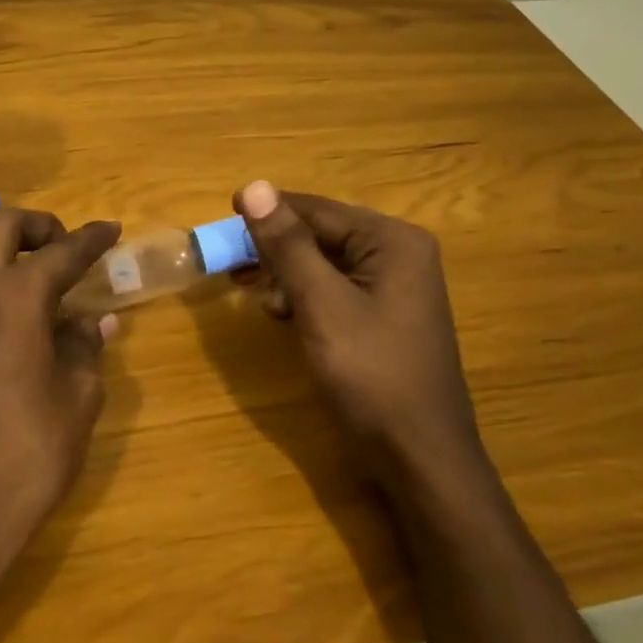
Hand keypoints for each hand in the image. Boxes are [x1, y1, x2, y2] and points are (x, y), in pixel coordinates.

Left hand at [0, 207, 121, 606]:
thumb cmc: (27, 455)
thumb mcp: (77, 399)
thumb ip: (85, 347)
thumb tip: (93, 321)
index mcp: (13, 298)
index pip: (60, 252)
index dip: (91, 239)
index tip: (111, 230)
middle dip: (38, 226)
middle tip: (67, 251)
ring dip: (10, 259)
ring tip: (47, 296)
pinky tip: (14, 333)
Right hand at [232, 181, 485, 495]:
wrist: (420, 458)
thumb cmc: (372, 375)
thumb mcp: (322, 305)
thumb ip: (287, 245)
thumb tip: (254, 185)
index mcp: (392, 241)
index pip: (317, 209)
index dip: (268, 212)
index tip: (222, 216)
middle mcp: (398, 254)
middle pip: (321, 234)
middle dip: (276, 250)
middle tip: (233, 268)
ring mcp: (394, 287)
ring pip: (324, 263)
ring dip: (286, 275)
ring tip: (257, 298)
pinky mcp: (384, 316)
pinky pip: (335, 289)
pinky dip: (304, 296)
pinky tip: (282, 315)